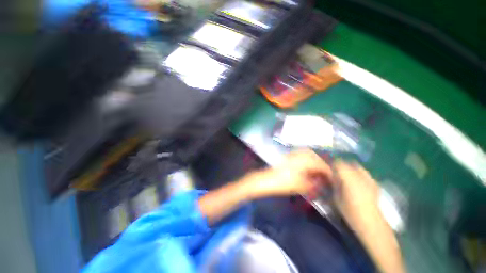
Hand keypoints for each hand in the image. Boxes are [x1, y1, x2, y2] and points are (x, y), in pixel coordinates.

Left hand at [246, 150, 331, 197]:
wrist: (266, 179)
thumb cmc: (283, 183)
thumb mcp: (301, 186)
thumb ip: (314, 184)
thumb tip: (322, 182)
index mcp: (304, 161)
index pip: (321, 164)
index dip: (328, 172)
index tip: (332, 179)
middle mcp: (299, 154)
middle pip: (315, 156)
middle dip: (321, 164)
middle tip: (325, 174)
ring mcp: (292, 154)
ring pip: (307, 154)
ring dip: (314, 160)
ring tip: (317, 170)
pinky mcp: (287, 156)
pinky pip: (300, 154)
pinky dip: (306, 159)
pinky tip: (306, 167)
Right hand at [332, 161, 380, 228]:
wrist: (372, 224)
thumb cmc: (351, 213)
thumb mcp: (336, 198)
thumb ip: (333, 185)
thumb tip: (330, 177)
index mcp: (349, 178)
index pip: (339, 164)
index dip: (332, 164)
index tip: (328, 169)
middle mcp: (360, 176)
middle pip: (349, 163)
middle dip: (341, 166)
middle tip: (336, 173)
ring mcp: (369, 179)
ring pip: (358, 167)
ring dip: (350, 169)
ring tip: (345, 177)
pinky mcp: (375, 184)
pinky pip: (364, 174)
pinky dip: (358, 174)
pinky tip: (356, 183)